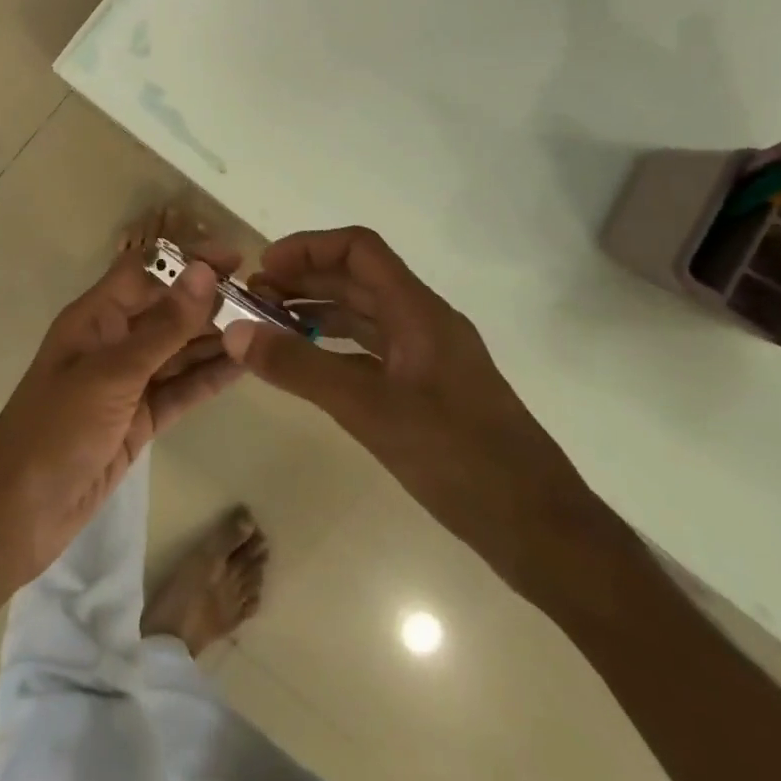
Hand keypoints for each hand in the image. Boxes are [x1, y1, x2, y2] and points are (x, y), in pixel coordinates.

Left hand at [0, 241, 243, 583]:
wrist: (19, 514)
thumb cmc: (56, 430)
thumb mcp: (112, 374)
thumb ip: (163, 327)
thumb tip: (204, 272)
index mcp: (95, 317)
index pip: (145, 271)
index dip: (187, 260)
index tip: (236, 258)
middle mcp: (113, 342)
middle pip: (167, 310)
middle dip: (210, 301)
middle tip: (265, 298)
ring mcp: (127, 383)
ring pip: (179, 350)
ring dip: (217, 338)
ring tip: (267, 327)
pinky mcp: (139, 420)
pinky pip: (180, 389)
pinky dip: (209, 378)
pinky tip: (244, 366)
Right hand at [225, 227, 590, 596]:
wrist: (543, 532)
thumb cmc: (460, 459)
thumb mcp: (369, 410)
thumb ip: (300, 368)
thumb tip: (236, 331)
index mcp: (419, 311)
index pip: (359, 249)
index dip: (308, 247)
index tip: (265, 268)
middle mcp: (424, 322)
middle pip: (357, 279)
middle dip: (304, 280)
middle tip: (254, 300)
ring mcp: (429, 358)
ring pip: (364, 316)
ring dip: (317, 312)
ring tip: (269, 328)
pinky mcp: (429, 392)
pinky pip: (372, 352)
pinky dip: (335, 348)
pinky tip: (308, 367)